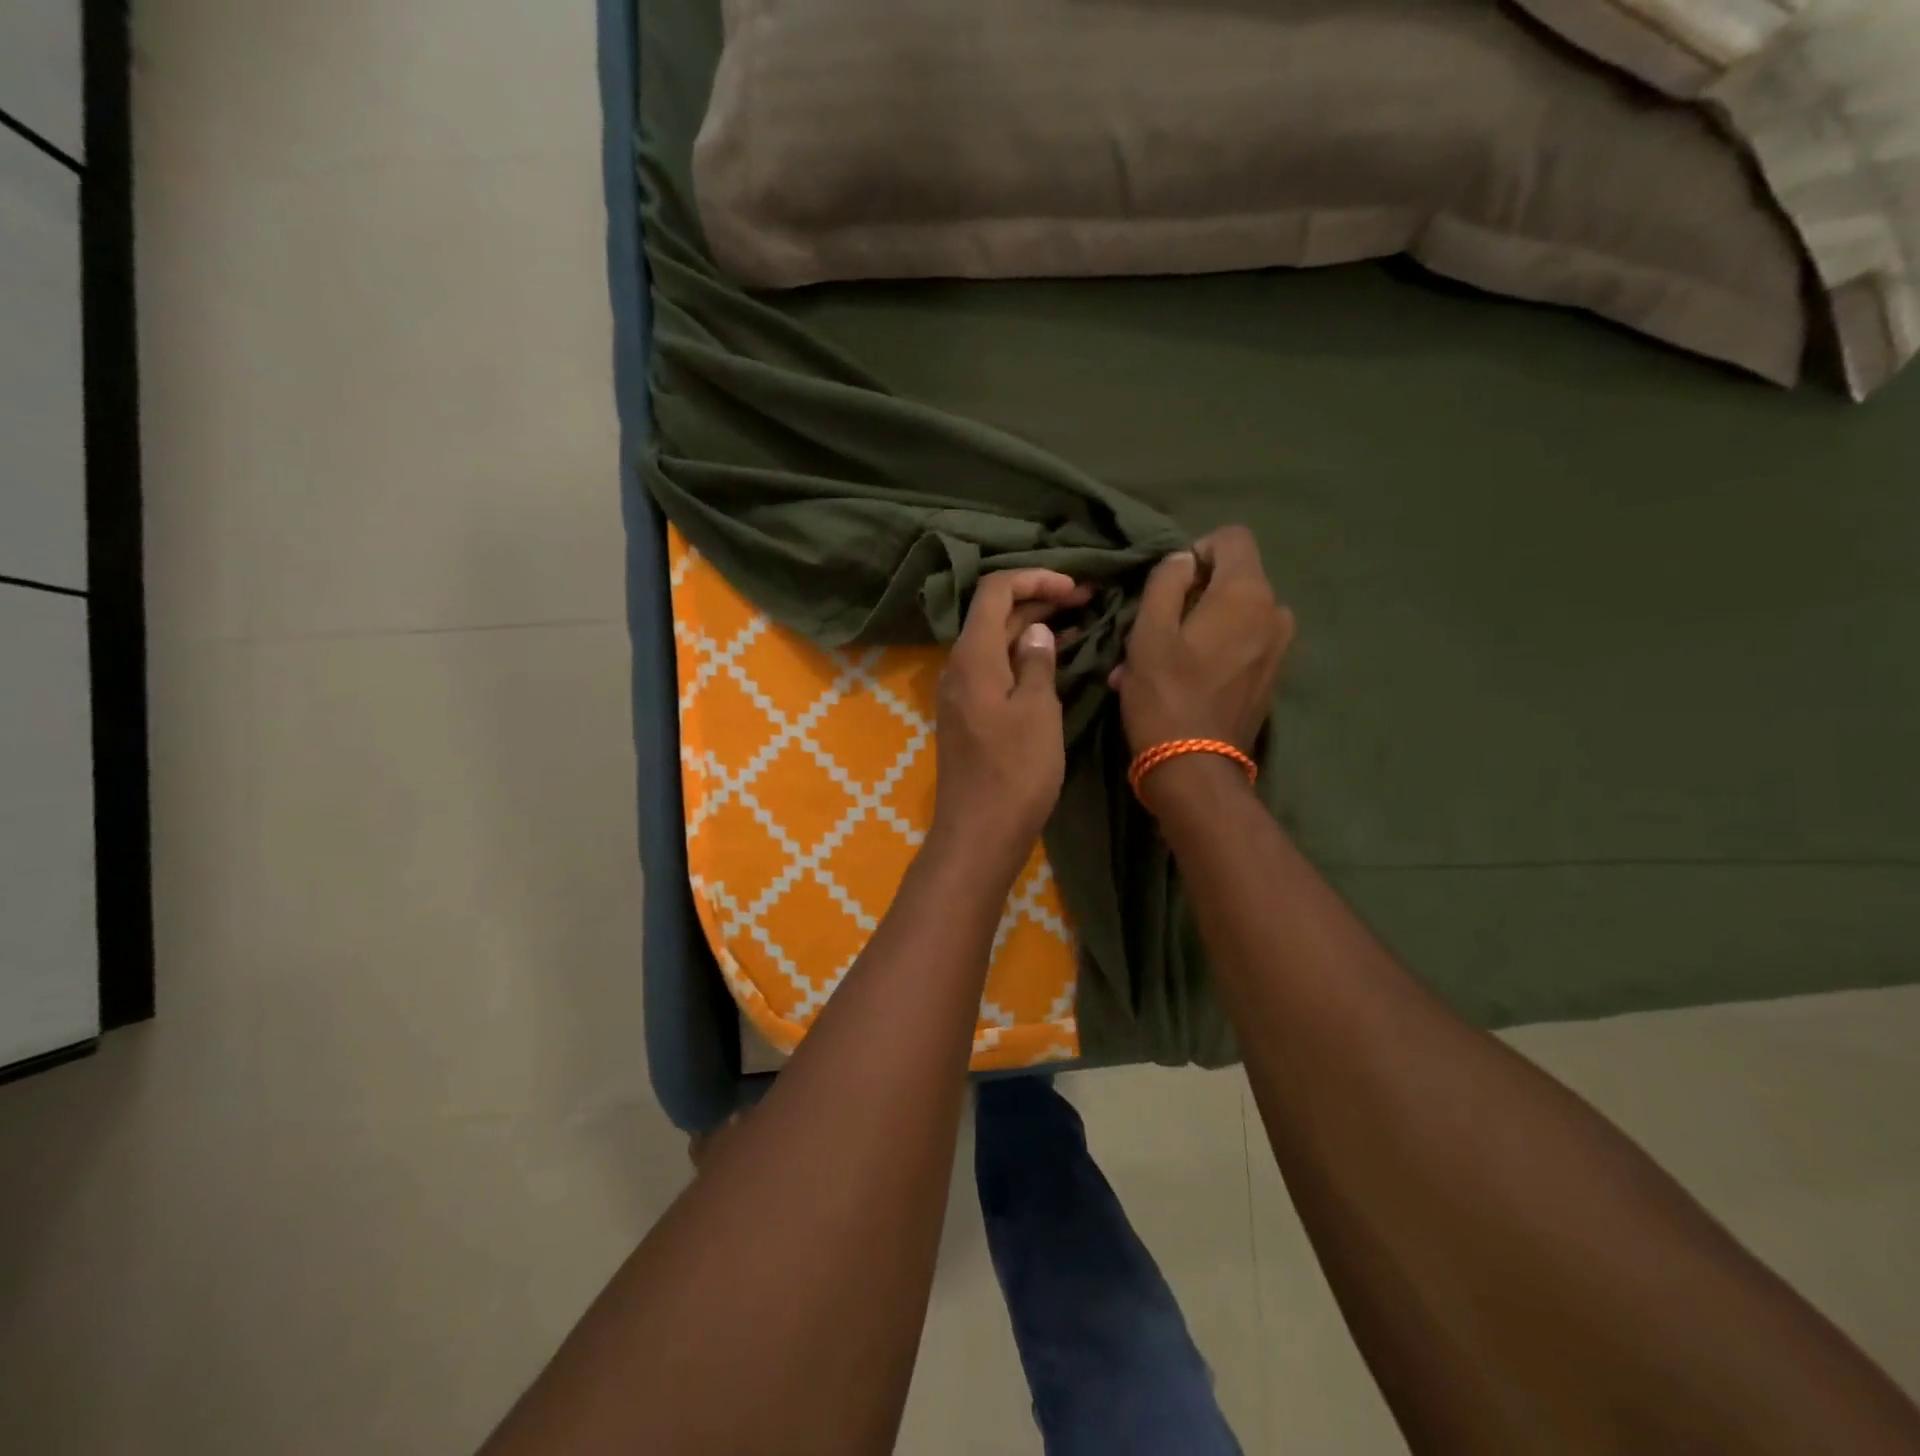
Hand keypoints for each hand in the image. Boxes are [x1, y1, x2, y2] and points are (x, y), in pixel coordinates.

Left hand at [931, 569, 1090, 871]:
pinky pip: (996, 670)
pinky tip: (1055, 660)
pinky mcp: (971, 715)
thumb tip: (1036, 632)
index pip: (995, 590)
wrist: (979, 832)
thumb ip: (1037, 662)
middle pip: (995, 615)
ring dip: (1034, 629)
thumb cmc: (1015, 771)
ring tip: (1080, 623)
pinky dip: (1024, 657)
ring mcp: (963, 692)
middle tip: (1088, 600)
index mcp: (973, 656)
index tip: (1074, 587)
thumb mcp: (1038, 711)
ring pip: (997, 643)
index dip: (1034, 578)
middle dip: (1039, 600)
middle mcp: (960, 666)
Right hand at [1112, 524, 1293, 768]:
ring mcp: (1278, 648)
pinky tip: (1180, 681)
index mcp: (1246, 593)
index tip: (1169, 586)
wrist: (1196, 770)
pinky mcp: (1271, 677)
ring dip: (1197, 626)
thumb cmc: (1165, 696)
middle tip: (1153, 630)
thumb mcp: (1149, 632)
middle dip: (1193, 595)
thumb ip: (1166, 582)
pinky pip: (1241, 645)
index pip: (1232, 537)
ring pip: (1234, 615)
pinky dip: (1211, 651)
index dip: (1196, 550)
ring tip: (1160, 661)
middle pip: (1233, 578)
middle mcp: (1274, 612)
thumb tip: (1183, 559)